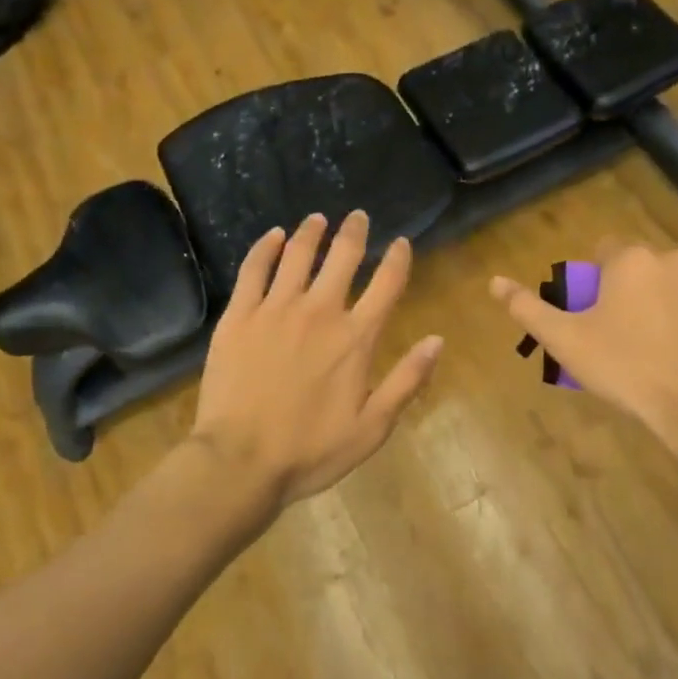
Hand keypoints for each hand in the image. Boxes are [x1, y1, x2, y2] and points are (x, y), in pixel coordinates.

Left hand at [192, 211, 443, 512]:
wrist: (240, 461)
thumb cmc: (310, 450)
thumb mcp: (372, 428)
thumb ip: (407, 381)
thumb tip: (437, 341)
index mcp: (355, 338)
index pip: (386, 285)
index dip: (398, 259)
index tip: (402, 243)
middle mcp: (319, 311)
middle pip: (343, 257)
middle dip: (354, 232)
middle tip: (357, 217)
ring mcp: (275, 309)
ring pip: (298, 255)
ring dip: (312, 232)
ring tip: (318, 219)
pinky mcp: (239, 315)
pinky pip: (254, 269)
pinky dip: (266, 247)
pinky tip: (274, 236)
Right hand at [489, 241, 677, 476]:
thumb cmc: (626, 369)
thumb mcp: (566, 342)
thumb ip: (528, 308)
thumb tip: (494, 281)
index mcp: (628, 259)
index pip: (603, 252)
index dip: (596, 282)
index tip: (596, 316)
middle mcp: (670, 254)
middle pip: (640, 263)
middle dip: (630, 288)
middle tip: (625, 333)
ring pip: (675, 273)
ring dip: (665, 291)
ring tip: (662, 336)